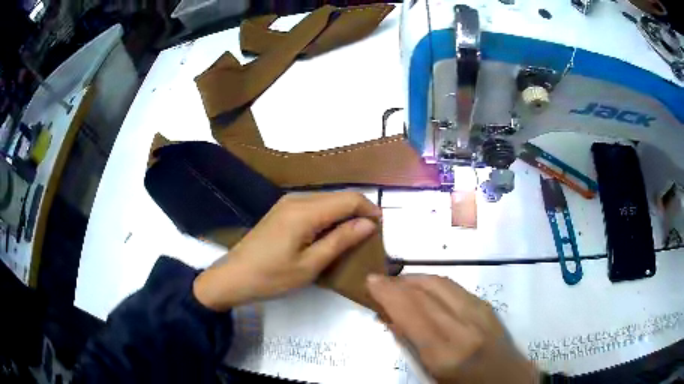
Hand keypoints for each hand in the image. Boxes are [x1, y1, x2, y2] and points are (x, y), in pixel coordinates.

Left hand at [193, 192, 380, 310]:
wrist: (233, 277)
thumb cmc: (271, 277)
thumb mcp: (310, 265)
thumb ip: (340, 240)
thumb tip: (369, 224)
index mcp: (305, 211)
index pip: (348, 199)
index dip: (369, 210)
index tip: (381, 228)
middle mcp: (297, 199)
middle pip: (338, 196)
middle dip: (358, 212)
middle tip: (370, 237)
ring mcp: (287, 203)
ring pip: (327, 200)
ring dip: (344, 215)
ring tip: (354, 238)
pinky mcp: (282, 210)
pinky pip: (315, 206)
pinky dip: (329, 217)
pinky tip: (331, 234)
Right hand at [367, 274, 538, 383]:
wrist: (508, 380)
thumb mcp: (431, 375)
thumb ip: (411, 346)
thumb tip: (392, 319)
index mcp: (447, 352)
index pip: (412, 311)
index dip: (388, 293)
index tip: (370, 282)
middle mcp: (465, 326)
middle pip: (426, 291)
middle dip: (398, 282)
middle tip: (379, 282)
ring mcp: (480, 312)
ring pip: (441, 282)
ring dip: (415, 279)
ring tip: (397, 284)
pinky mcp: (487, 305)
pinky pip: (454, 286)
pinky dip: (433, 282)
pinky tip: (423, 289)